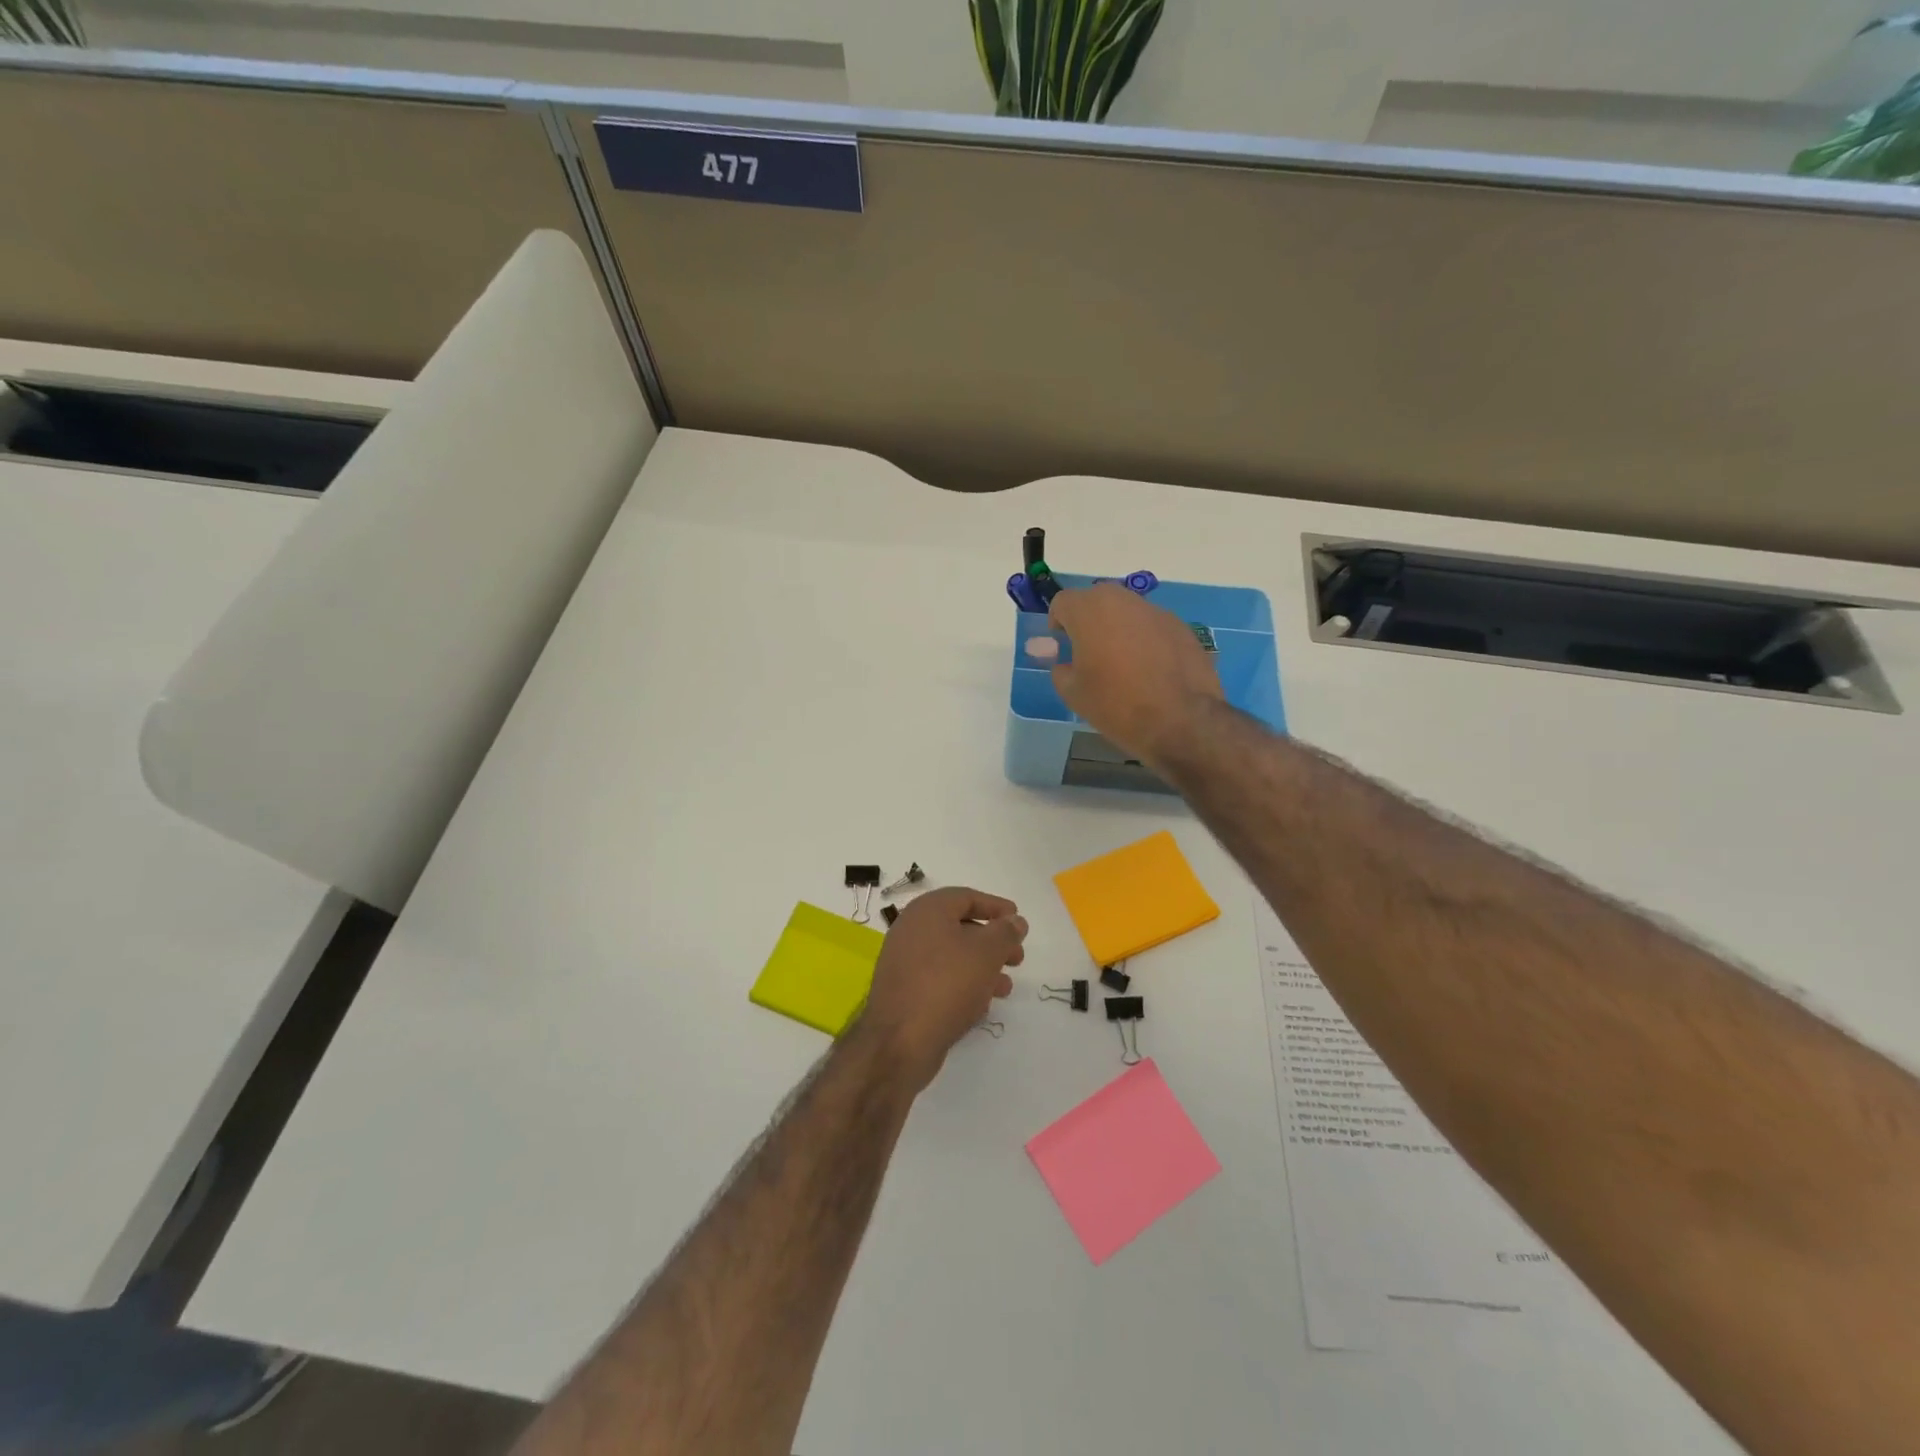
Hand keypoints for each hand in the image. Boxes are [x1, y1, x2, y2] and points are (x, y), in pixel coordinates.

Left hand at [852, 888, 1025, 1093]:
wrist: (899, 1042)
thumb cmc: (946, 984)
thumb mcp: (986, 953)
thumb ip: (1005, 932)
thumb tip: (1015, 921)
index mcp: (927, 911)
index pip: (966, 897)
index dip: (995, 906)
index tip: (1018, 921)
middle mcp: (911, 930)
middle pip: (960, 927)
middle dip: (993, 942)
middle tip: (1017, 958)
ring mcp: (904, 962)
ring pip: (952, 956)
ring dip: (982, 968)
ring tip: (1005, 988)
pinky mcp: (904, 991)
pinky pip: (939, 979)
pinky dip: (963, 985)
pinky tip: (981, 1006)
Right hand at [1048, 583, 1223, 770]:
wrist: (1180, 720)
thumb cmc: (1116, 705)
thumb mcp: (1074, 694)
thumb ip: (1061, 671)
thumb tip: (1066, 664)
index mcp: (1090, 612)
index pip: (1063, 601)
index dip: (1058, 622)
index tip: (1063, 645)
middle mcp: (1123, 601)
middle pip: (1097, 600)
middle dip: (1089, 620)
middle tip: (1090, 651)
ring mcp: (1156, 611)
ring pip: (1128, 611)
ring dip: (1119, 628)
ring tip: (1123, 662)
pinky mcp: (1181, 626)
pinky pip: (1153, 626)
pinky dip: (1146, 639)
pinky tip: (1151, 669)